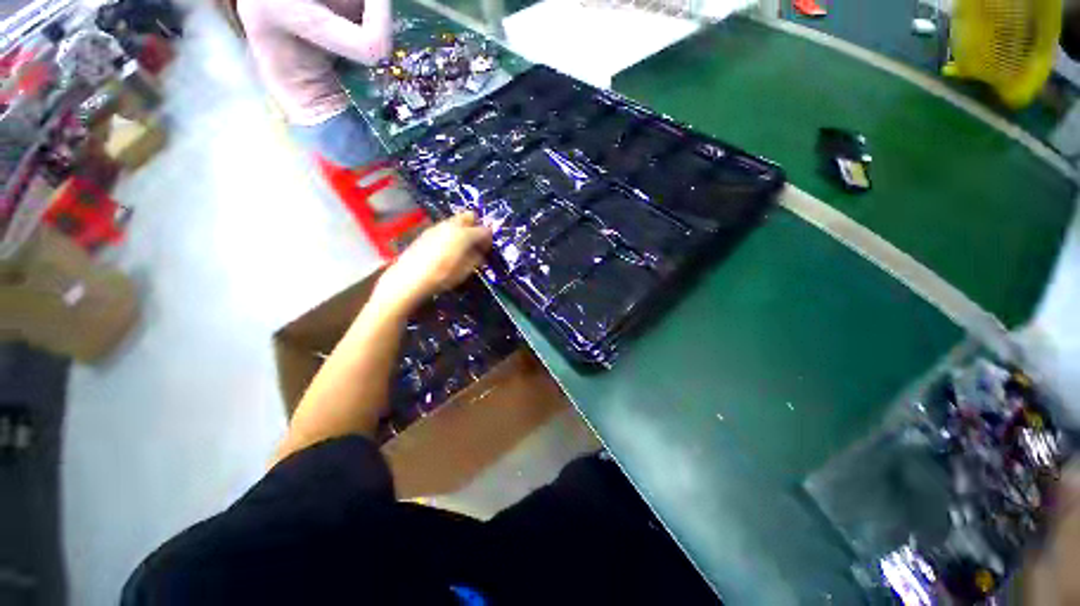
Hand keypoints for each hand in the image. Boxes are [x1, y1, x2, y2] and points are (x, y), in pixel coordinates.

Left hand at [373, 212, 492, 311]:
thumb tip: (482, 252)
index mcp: (464, 234)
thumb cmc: (442, 276)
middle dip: (476, 225)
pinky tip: (448, 246)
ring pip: (456, 220)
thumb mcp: (465, 270)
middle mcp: (451, 225)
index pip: (484, 230)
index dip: (489, 237)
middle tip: (477, 240)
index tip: (488, 247)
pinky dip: (451, 232)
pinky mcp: (427, 231)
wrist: (409, 278)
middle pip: (469, 216)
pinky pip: (445, 227)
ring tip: (463, 244)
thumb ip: (476, 258)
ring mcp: (437, 226)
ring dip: (463, 228)